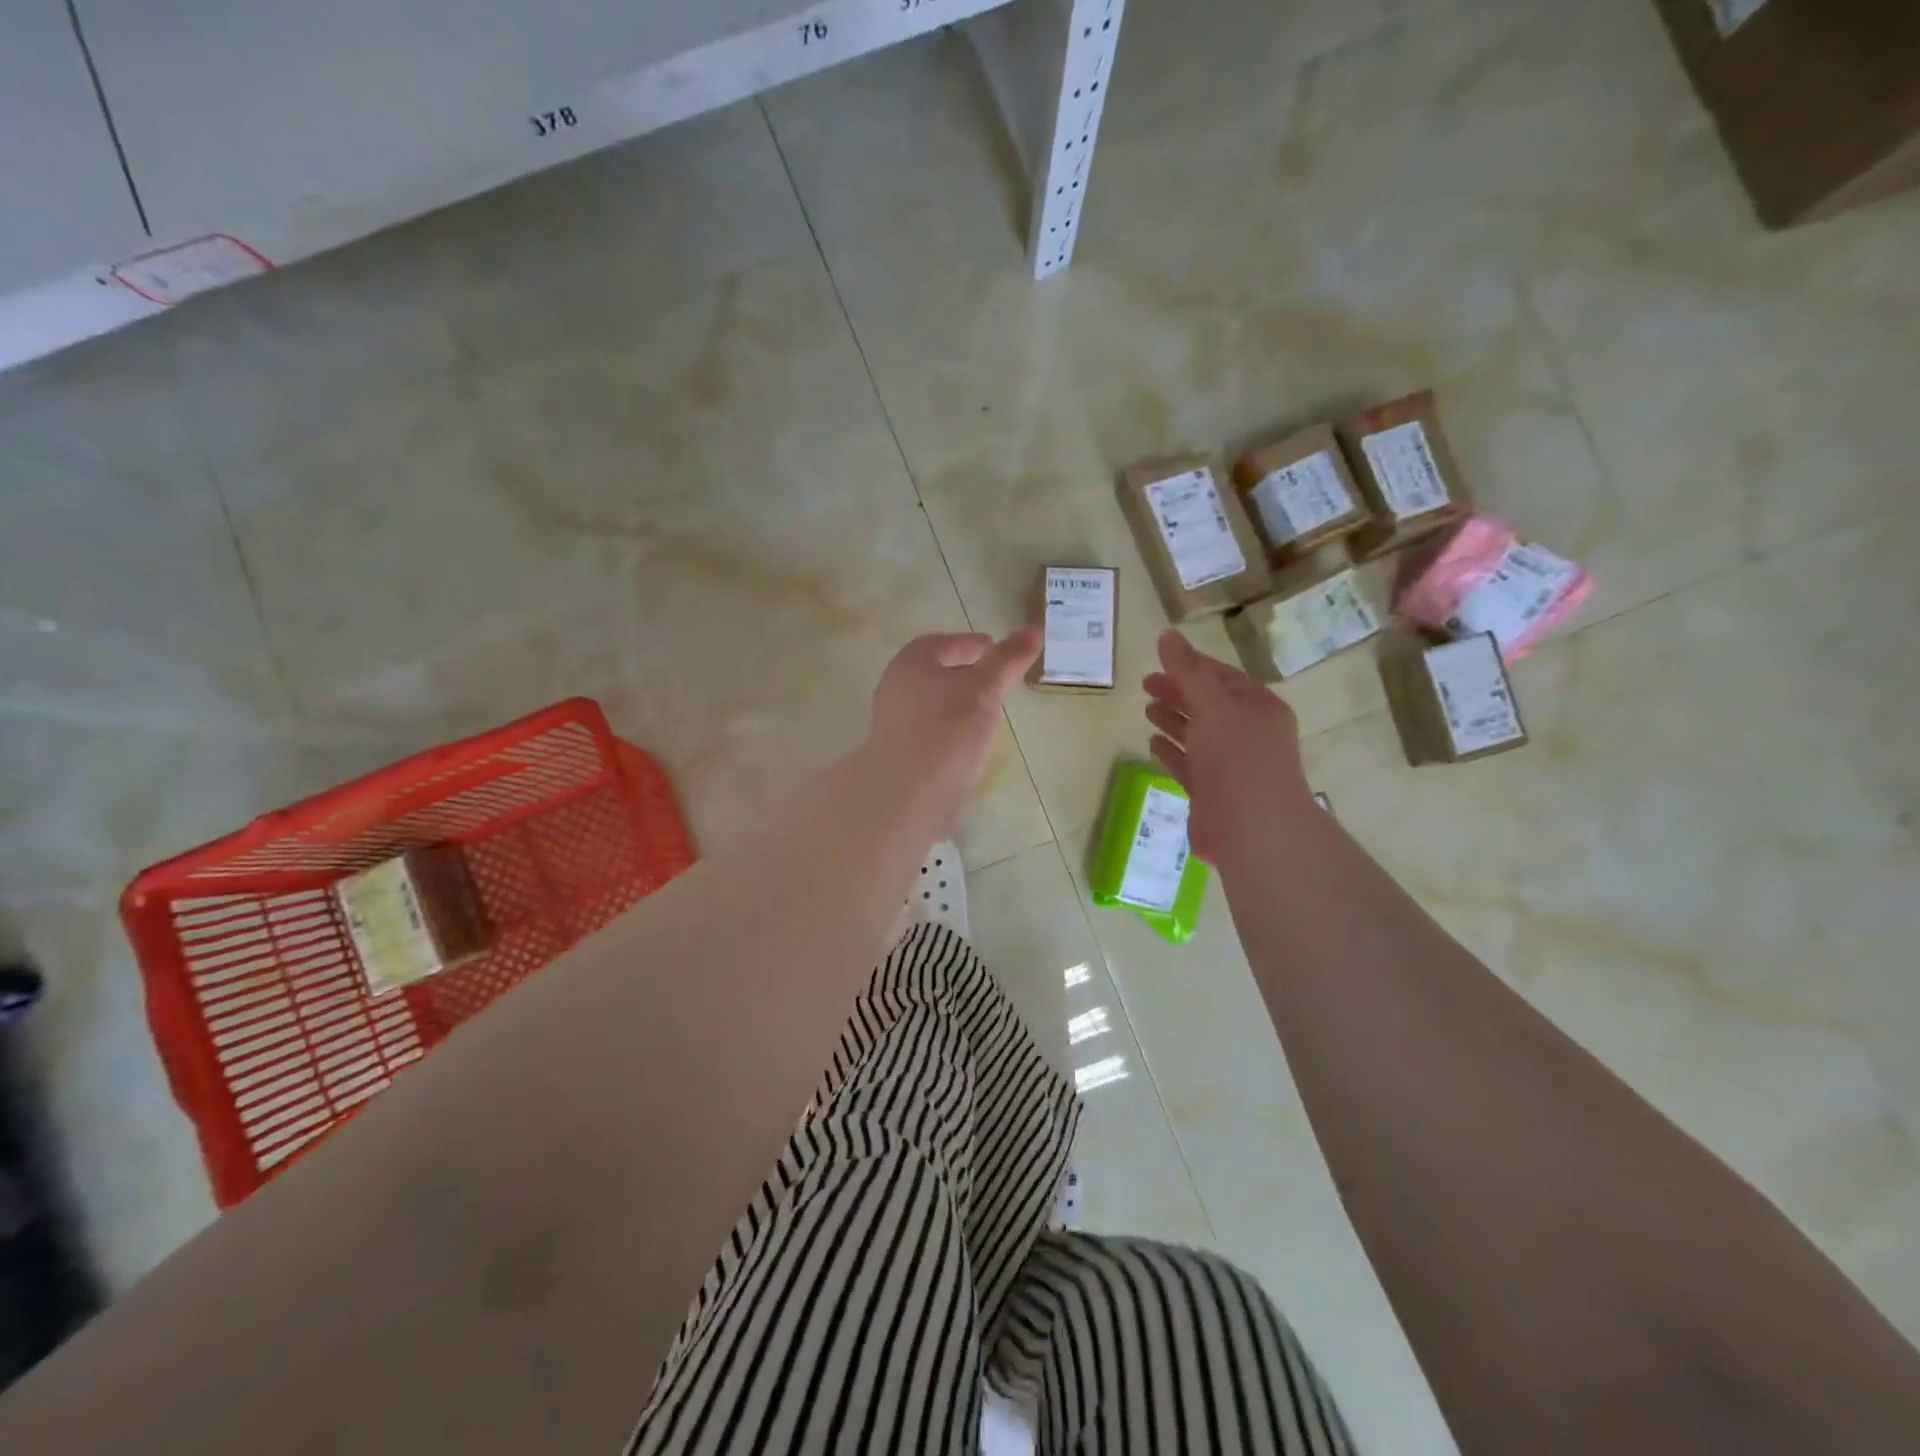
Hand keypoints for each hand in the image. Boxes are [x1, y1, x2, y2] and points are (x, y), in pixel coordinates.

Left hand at [867, 628, 1040, 815]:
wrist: (907, 792)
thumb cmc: (946, 728)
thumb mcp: (985, 688)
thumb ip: (1007, 660)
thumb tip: (1033, 630)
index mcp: (912, 661)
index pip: (944, 643)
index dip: (972, 645)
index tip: (996, 652)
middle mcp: (897, 687)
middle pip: (936, 673)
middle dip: (965, 674)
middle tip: (996, 682)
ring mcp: (894, 723)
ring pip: (933, 704)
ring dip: (958, 705)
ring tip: (988, 715)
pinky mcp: (900, 754)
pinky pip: (930, 733)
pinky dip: (950, 732)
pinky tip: (969, 746)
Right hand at [1143, 630, 1313, 862]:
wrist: (1253, 831)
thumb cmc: (1238, 760)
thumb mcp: (1213, 706)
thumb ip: (1188, 672)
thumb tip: (1167, 635)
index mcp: (1258, 709)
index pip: (1223, 678)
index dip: (1193, 666)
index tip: (1162, 660)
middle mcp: (1247, 734)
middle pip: (1208, 705)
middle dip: (1179, 692)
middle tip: (1145, 683)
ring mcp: (1229, 766)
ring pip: (1197, 735)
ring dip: (1173, 720)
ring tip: (1147, 709)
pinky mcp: (1211, 793)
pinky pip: (1188, 765)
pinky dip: (1171, 751)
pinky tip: (1152, 743)